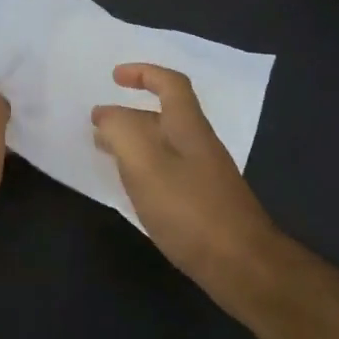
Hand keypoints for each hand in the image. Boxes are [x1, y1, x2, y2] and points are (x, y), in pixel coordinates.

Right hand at [92, 63, 280, 306]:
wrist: (241, 265)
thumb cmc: (189, 209)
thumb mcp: (144, 163)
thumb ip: (120, 131)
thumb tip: (105, 115)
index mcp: (187, 127)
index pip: (170, 84)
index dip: (144, 73)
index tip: (114, 77)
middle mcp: (199, 144)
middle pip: (165, 115)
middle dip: (130, 112)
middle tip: (98, 124)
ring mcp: (204, 175)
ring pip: (164, 145)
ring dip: (134, 141)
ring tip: (105, 152)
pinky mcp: (202, 203)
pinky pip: (167, 171)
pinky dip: (143, 168)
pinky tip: (131, 187)